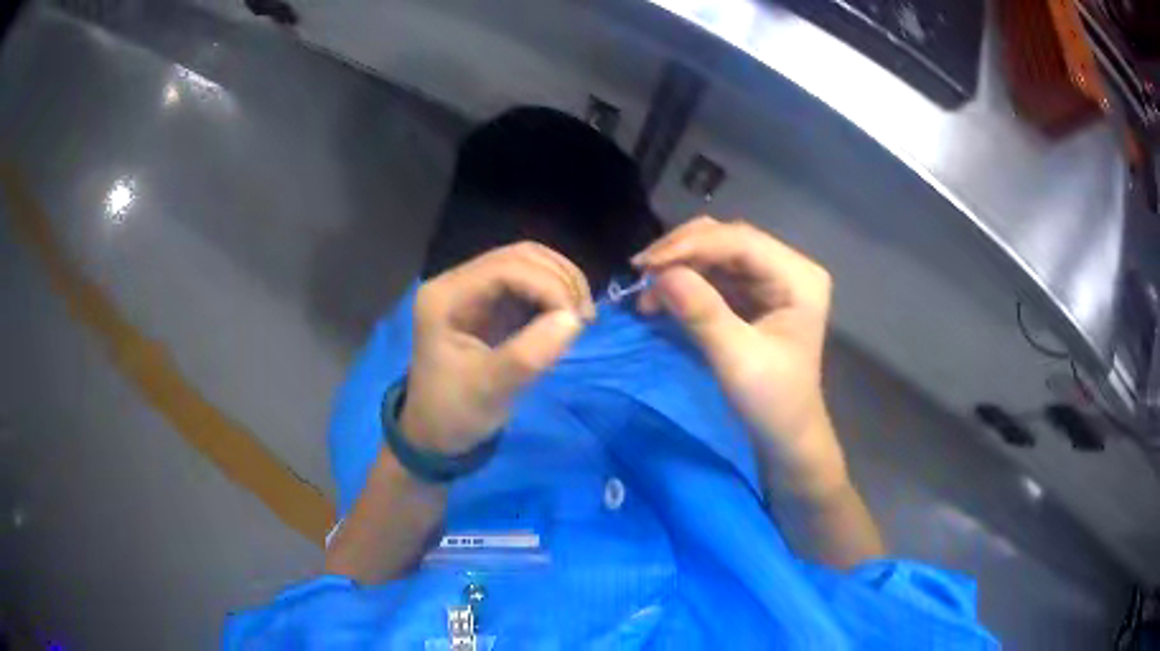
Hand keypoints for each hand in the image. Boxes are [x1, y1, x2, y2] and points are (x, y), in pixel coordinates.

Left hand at [401, 242, 594, 454]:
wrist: (435, 434)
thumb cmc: (454, 412)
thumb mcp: (489, 389)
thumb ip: (528, 354)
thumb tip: (574, 319)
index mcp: (446, 296)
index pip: (505, 267)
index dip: (547, 285)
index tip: (576, 321)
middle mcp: (459, 283)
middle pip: (520, 257)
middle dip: (559, 280)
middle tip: (585, 318)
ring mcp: (476, 291)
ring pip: (529, 266)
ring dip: (562, 285)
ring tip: (581, 318)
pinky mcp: (492, 306)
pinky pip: (530, 286)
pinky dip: (556, 296)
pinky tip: (569, 318)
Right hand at [633, 217, 840, 481]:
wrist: (785, 437)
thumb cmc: (772, 403)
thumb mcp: (737, 360)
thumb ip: (702, 313)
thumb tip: (659, 275)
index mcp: (799, 277)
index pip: (741, 241)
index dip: (692, 246)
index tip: (647, 265)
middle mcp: (788, 267)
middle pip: (727, 238)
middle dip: (682, 252)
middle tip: (641, 274)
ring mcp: (770, 278)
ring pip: (716, 252)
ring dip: (678, 266)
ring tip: (645, 291)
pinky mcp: (754, 293)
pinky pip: (713, 273)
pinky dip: (684, 280)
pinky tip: (660, 296)